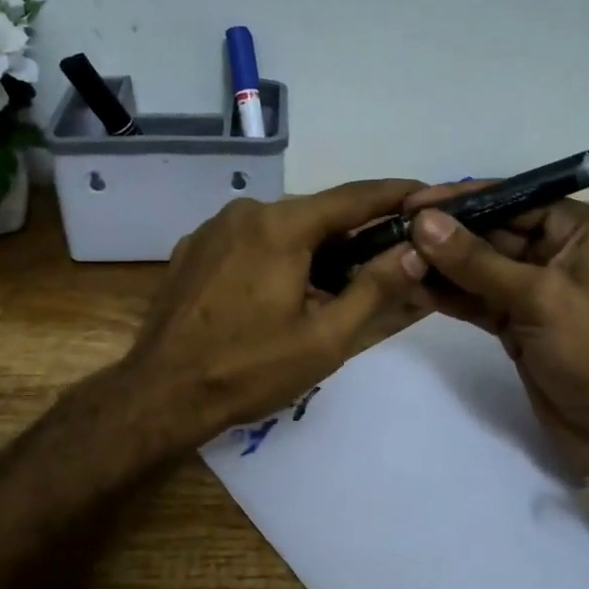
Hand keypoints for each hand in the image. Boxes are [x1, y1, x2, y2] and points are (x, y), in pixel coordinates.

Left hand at [123, 180, 432, 447]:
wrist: (160, 393)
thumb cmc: (249, 369)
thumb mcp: (325, 339)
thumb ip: (375, 289)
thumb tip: (415, 251)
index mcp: (281, 226)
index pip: (353, 198)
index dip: (394, 195)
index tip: (427, 195)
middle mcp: (246, 212)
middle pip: (316, 213)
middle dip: (351, 234)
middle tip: (382, 263)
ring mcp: (213, 227)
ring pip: (281, 226)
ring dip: (311, 248)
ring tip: (328, 289)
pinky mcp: (192, 248)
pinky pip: (248, 240)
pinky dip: (274, 254)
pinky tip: (276, 292)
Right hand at [403, 188, 588, 476]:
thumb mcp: (538, 297)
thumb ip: (476, 260)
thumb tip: (422, 221)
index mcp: (576, 230)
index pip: (510, 199)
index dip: (460, 199)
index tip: (411, 202)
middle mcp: (555, 251)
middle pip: (490, 232)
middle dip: (444, 234)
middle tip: (392, 234)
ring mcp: (534, 290)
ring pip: (478, 268)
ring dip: (439, 265)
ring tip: (392, 259)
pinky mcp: (517, 324)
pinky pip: (477, 299)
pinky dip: (448, 295)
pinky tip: (411, 287)